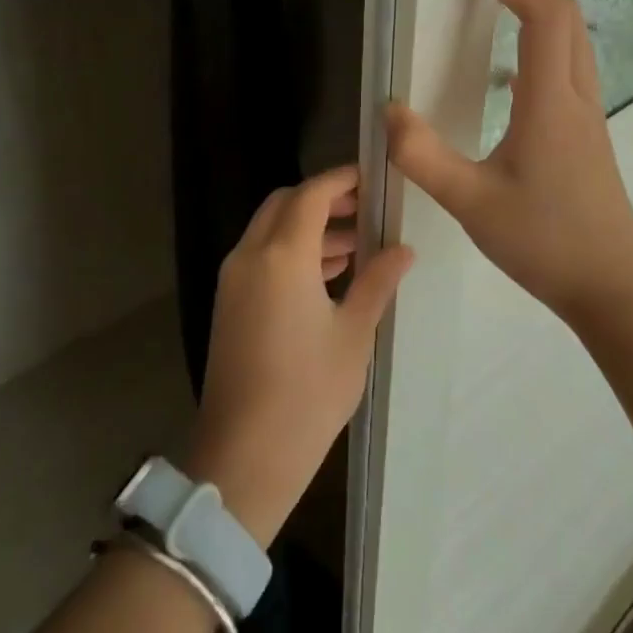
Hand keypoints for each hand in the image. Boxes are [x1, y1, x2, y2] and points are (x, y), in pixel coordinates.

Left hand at [187, 167, 414, 547]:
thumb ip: (377, 282)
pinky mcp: (229, 303)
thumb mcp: (353, 334)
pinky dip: (291, 251)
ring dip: (308, 227)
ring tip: (356, 247)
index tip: (372, 177)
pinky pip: (261, 256)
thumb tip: (403, 249)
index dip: (341, 179)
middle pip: (285, 204)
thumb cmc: (308, 392)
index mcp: (282, 256)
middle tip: (365, 210)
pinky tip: (327, 276)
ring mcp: (234, 280)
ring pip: (270, 230)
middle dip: (323, 199)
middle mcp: (250, 256)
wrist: (245, 454)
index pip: (311, 194)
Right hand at [386, 0, 632, 330]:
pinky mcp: (586, 134)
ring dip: (541, 5)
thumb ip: (423, 156)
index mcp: (551, 103)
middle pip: (566, 16)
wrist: (613, 288)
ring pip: (573, 40)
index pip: (544, 15)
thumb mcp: (471, 204)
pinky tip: (513, 65)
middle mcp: (576, 97)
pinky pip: (569, 65)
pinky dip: (544, 40)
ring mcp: (587, 115)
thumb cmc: (544, 243)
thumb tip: (387, 111)